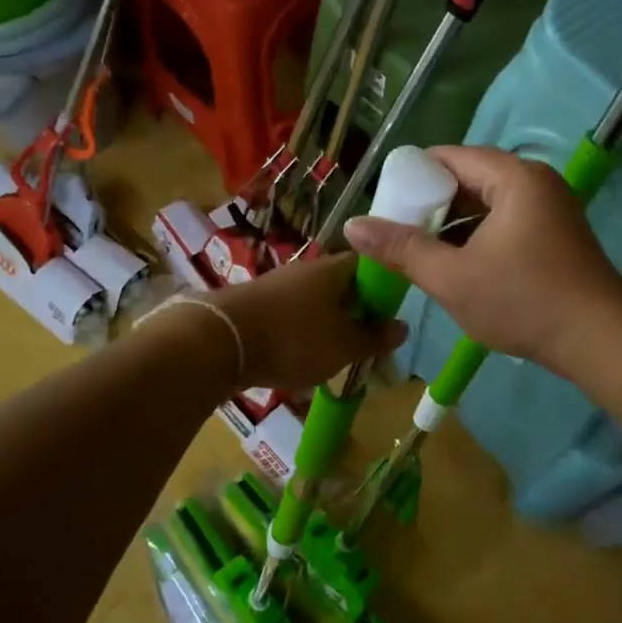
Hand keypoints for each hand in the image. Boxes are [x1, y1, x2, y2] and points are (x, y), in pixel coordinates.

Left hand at [205, 251, 406, 390]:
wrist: (219, 341)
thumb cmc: (293, 338)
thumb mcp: (344, 346)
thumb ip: (374, 337)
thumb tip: (402, 326)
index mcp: (334, 269)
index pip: (370, 265)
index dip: (385, 287)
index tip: (392, 315)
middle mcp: (306, 270)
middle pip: (342, 285)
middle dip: (356, 311)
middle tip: (367, 342)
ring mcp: (278, 285)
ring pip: (315, 302)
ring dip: (328, 325)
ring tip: (337, 355)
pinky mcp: (255, 305)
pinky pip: (291, 315)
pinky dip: (301, 333)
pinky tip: (302, 357)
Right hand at [343, 145, 621, 368]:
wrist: (600, 340)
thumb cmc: (523, 300)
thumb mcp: (452, 277)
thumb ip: (401, 248)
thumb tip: (352, 226)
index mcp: (513, 177)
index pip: (449, 157)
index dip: (412, 177)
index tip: (385, 206)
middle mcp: (535, 182)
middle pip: (469, 178)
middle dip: (431, 204)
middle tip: (397, 232)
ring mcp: (550, 208)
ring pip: (487, 204)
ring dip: (453, 225)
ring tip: (420, 252)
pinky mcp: (556, 235)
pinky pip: (505, 222)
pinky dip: (477, 237)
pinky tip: (457, 265)